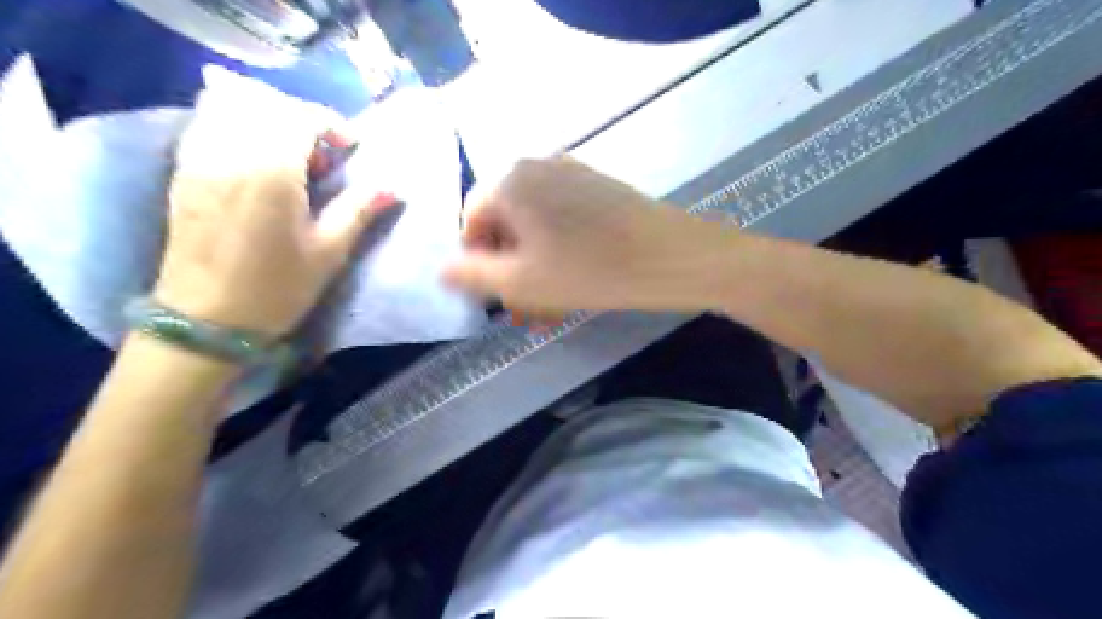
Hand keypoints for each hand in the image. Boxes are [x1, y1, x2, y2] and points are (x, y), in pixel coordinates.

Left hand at [152, 90, 395, 335]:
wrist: (207, 321)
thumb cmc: (277, 288)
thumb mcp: (329, 251)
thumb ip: (358, 210)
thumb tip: (393, 187)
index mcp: (271, 170)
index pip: (298, 115)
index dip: (331, 124)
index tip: (350, 149)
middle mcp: (230, 152)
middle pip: (263, 102)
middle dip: (301, 116)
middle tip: (324, 151)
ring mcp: (200, 158)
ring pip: (229, 105)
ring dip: (266, 115)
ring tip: (289, 150)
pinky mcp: (183, 171)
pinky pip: (207, 123)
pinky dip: (235, 123)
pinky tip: (255, 156)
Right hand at [442, 157, 734, 316]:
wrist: (672, 256)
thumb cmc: (589, 270)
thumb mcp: (521, 282)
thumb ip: (473, 275)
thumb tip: (442, 269)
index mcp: (509, 181)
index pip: (471, 221)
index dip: (478, 263)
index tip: (495, 297)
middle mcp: (536, 166)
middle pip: (506, 223)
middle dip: (511, 272)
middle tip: (525, 313)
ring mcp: (571, 173)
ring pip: (537, 226)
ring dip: (536, 269)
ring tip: (551, 310)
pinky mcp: (598, 187)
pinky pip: (564, 220)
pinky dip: (559, 252)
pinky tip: (574, 284)